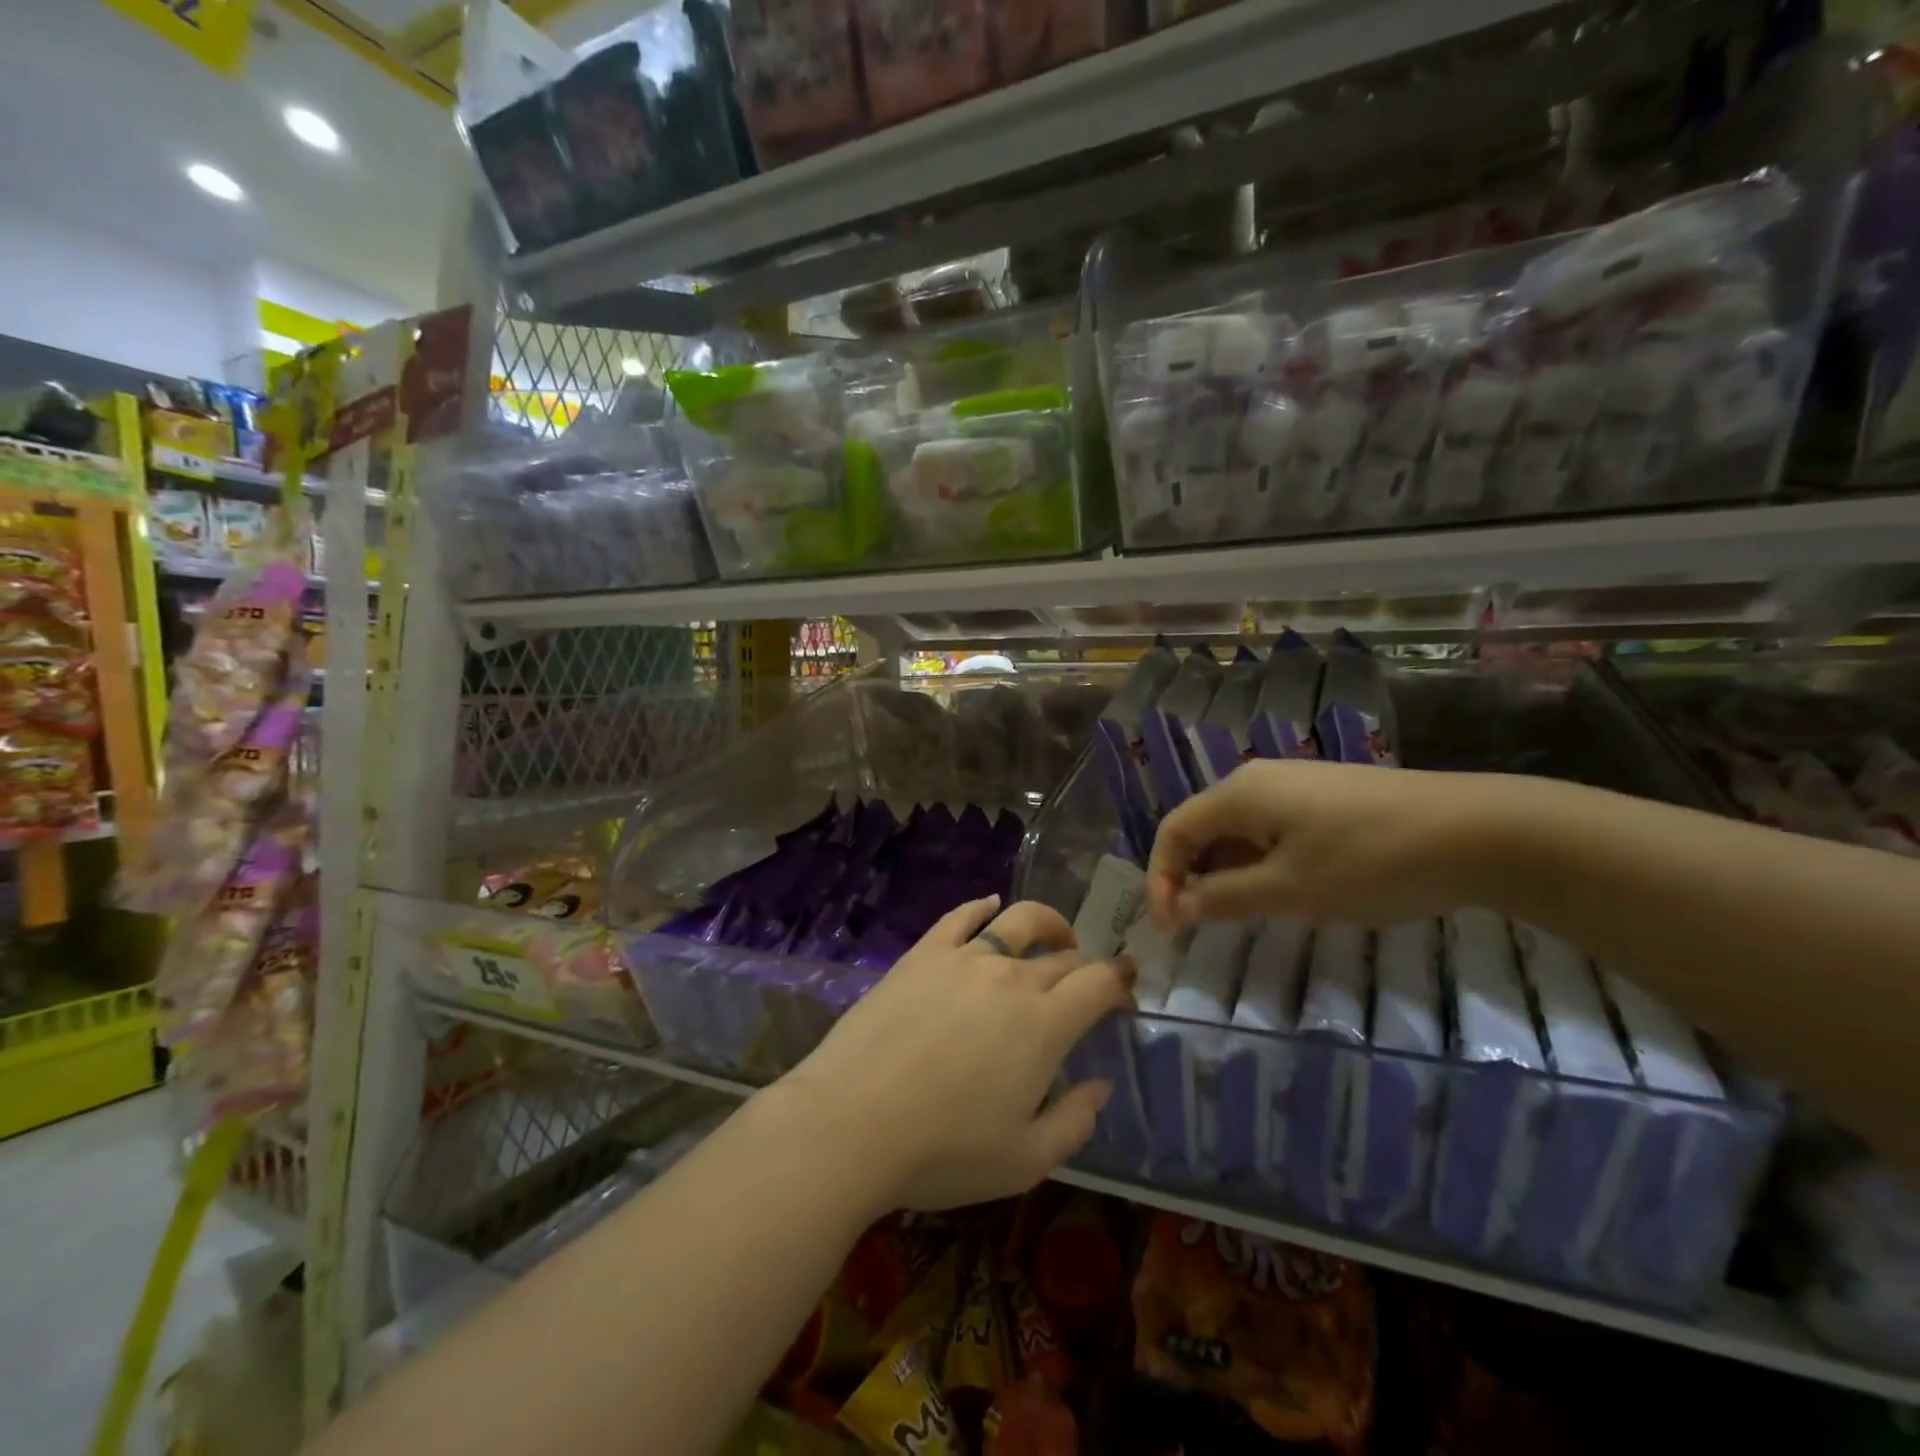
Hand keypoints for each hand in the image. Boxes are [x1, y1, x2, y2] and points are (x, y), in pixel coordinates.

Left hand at [778, 896, 1134, 1214]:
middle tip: (1090, 981)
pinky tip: (989, 906)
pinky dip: (981, 907)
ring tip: (1056, 936)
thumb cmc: (943, 1150)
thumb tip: (1100, 1085)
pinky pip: (960, 918)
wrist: (851, 1121)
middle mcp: (1010, 977)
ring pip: (1017, 922)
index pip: (1099, 983)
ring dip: (1048, 924)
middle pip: (1063, 956)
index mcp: (1044, 1024)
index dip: (1121, 981)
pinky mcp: (922, 955)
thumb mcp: (1024, 1161)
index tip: (1127, 990)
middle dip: (1086, 965)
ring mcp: (963, 959)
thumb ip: (1074, 1122)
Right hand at [1147, 759, 1537, 927]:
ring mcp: (1296, 784)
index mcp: (1239, 793)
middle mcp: (1258, 779)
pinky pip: (1272, 828)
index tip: (1170, 930)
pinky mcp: (1326, 796)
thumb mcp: (1289, 889)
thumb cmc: (1369, 861)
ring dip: (1228, 873)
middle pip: (1203, 828)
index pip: (1174, 830)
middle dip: (1192, 877)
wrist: (1478, 831)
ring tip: (1245, 916)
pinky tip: (1290, 890)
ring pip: (1239, 830)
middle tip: (1201, 926)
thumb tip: (1177, 908)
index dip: (1161, 878)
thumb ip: (1224, 898)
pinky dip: (1262, 862)